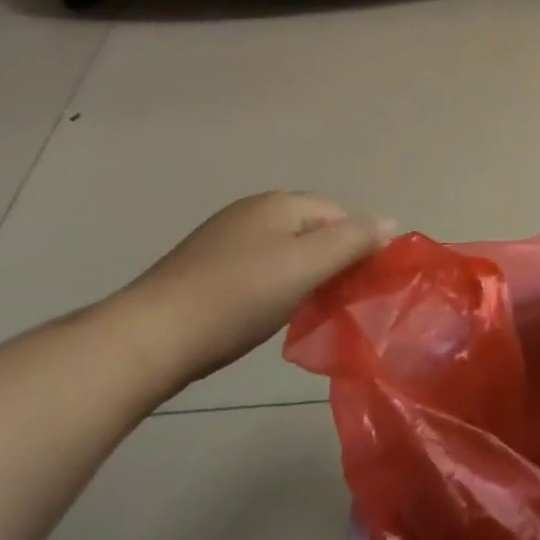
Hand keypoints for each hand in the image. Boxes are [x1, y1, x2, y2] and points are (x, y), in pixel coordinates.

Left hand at [103, 192, 394, 395]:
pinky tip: (264, 312)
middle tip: (338, 300)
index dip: (358, 245)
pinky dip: (272, 286)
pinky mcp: (204, 267)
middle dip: (331, 260)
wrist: (149, 337)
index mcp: (280, 203)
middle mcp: (253, 210)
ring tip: (304, 310)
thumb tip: (390, 222)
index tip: (363, 285)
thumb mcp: (306, 266)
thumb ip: (352, 242)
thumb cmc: (238, 297)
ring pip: (284, 250)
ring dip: (302, 275)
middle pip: (312, 229)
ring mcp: (225, 237)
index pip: (340, 214)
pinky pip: (257, 267)